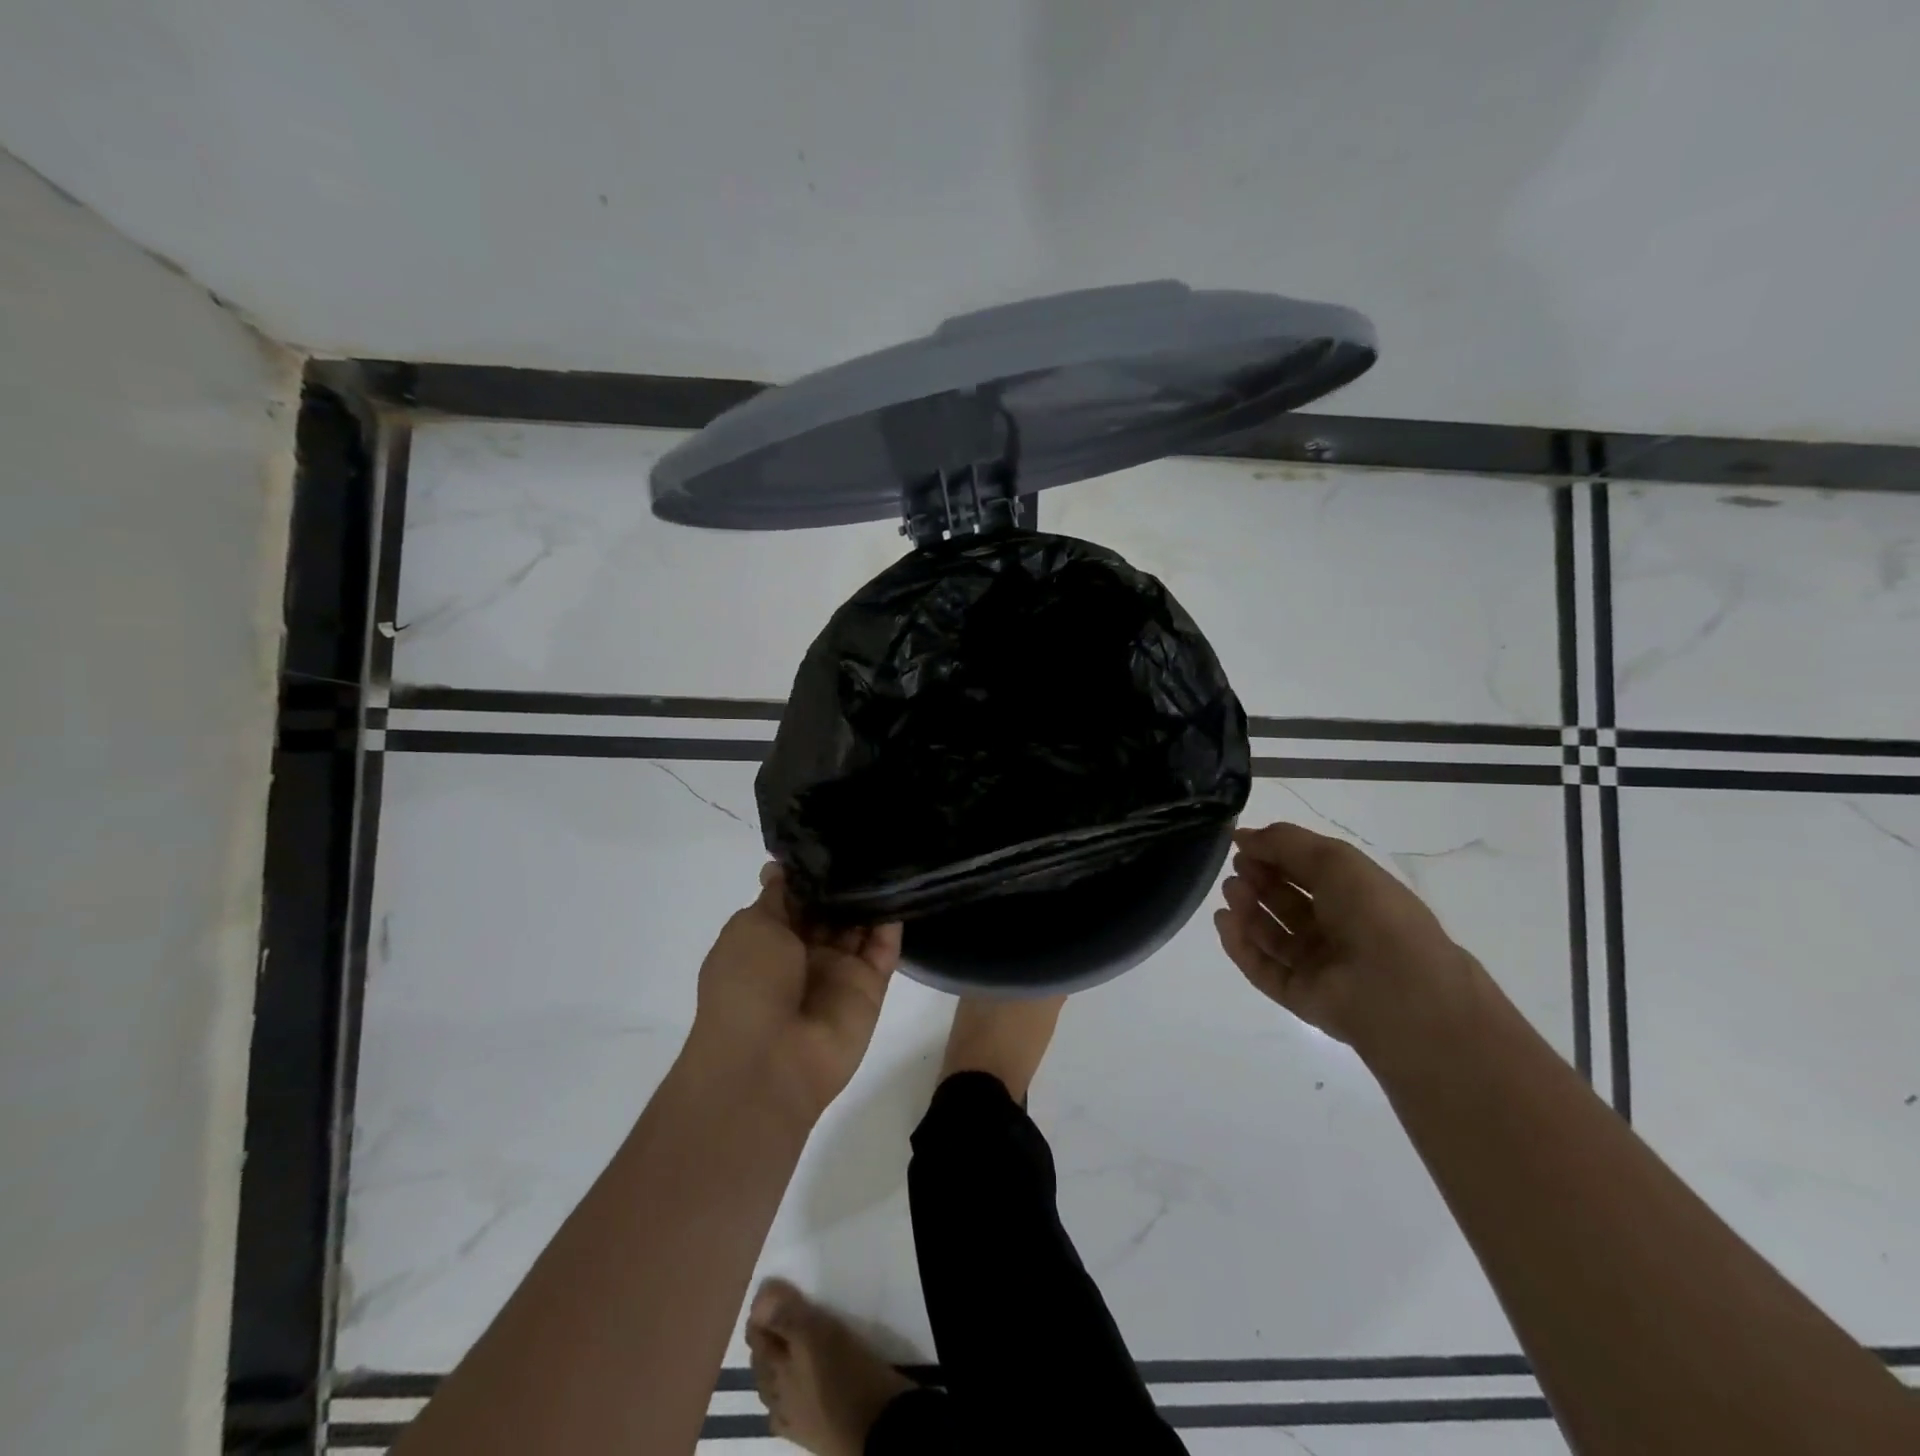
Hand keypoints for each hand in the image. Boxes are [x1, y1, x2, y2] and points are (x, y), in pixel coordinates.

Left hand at [684, 865, 901, 1124]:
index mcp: (768, 939)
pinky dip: (893, 922)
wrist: (769, 1062)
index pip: (796, 897)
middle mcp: (804, 953)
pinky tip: (902, 886)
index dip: (811, 872)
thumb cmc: (747, 985)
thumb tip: (778, 866)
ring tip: (889, 854)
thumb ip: (777, 896)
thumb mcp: (751, 927)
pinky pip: (885, 949)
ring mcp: (838, 971)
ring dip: (871, 896)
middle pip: (831, 909)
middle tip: (869, 839)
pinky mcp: (869, 988)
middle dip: (845, 880)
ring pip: (860, 925)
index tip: (832, 837)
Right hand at [1214, 821, 1474, 1051]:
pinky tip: (1224, 920)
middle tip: (1236, 868)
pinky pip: (1261, 967)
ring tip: (1230, 891)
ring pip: (1271, 933)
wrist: (1398, 990)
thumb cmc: (1373, 913)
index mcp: (1355, 896)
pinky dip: (1239, 944)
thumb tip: (1241, 835)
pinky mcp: (1298, 995)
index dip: (1275, 855)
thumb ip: (1284, 841)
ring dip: (1246, 908)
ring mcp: (1317, 965)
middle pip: (1286, 901)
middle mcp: (1336, 929)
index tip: (1242, 844)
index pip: (1307, 871)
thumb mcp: (1333, 859)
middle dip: (1257, 880)